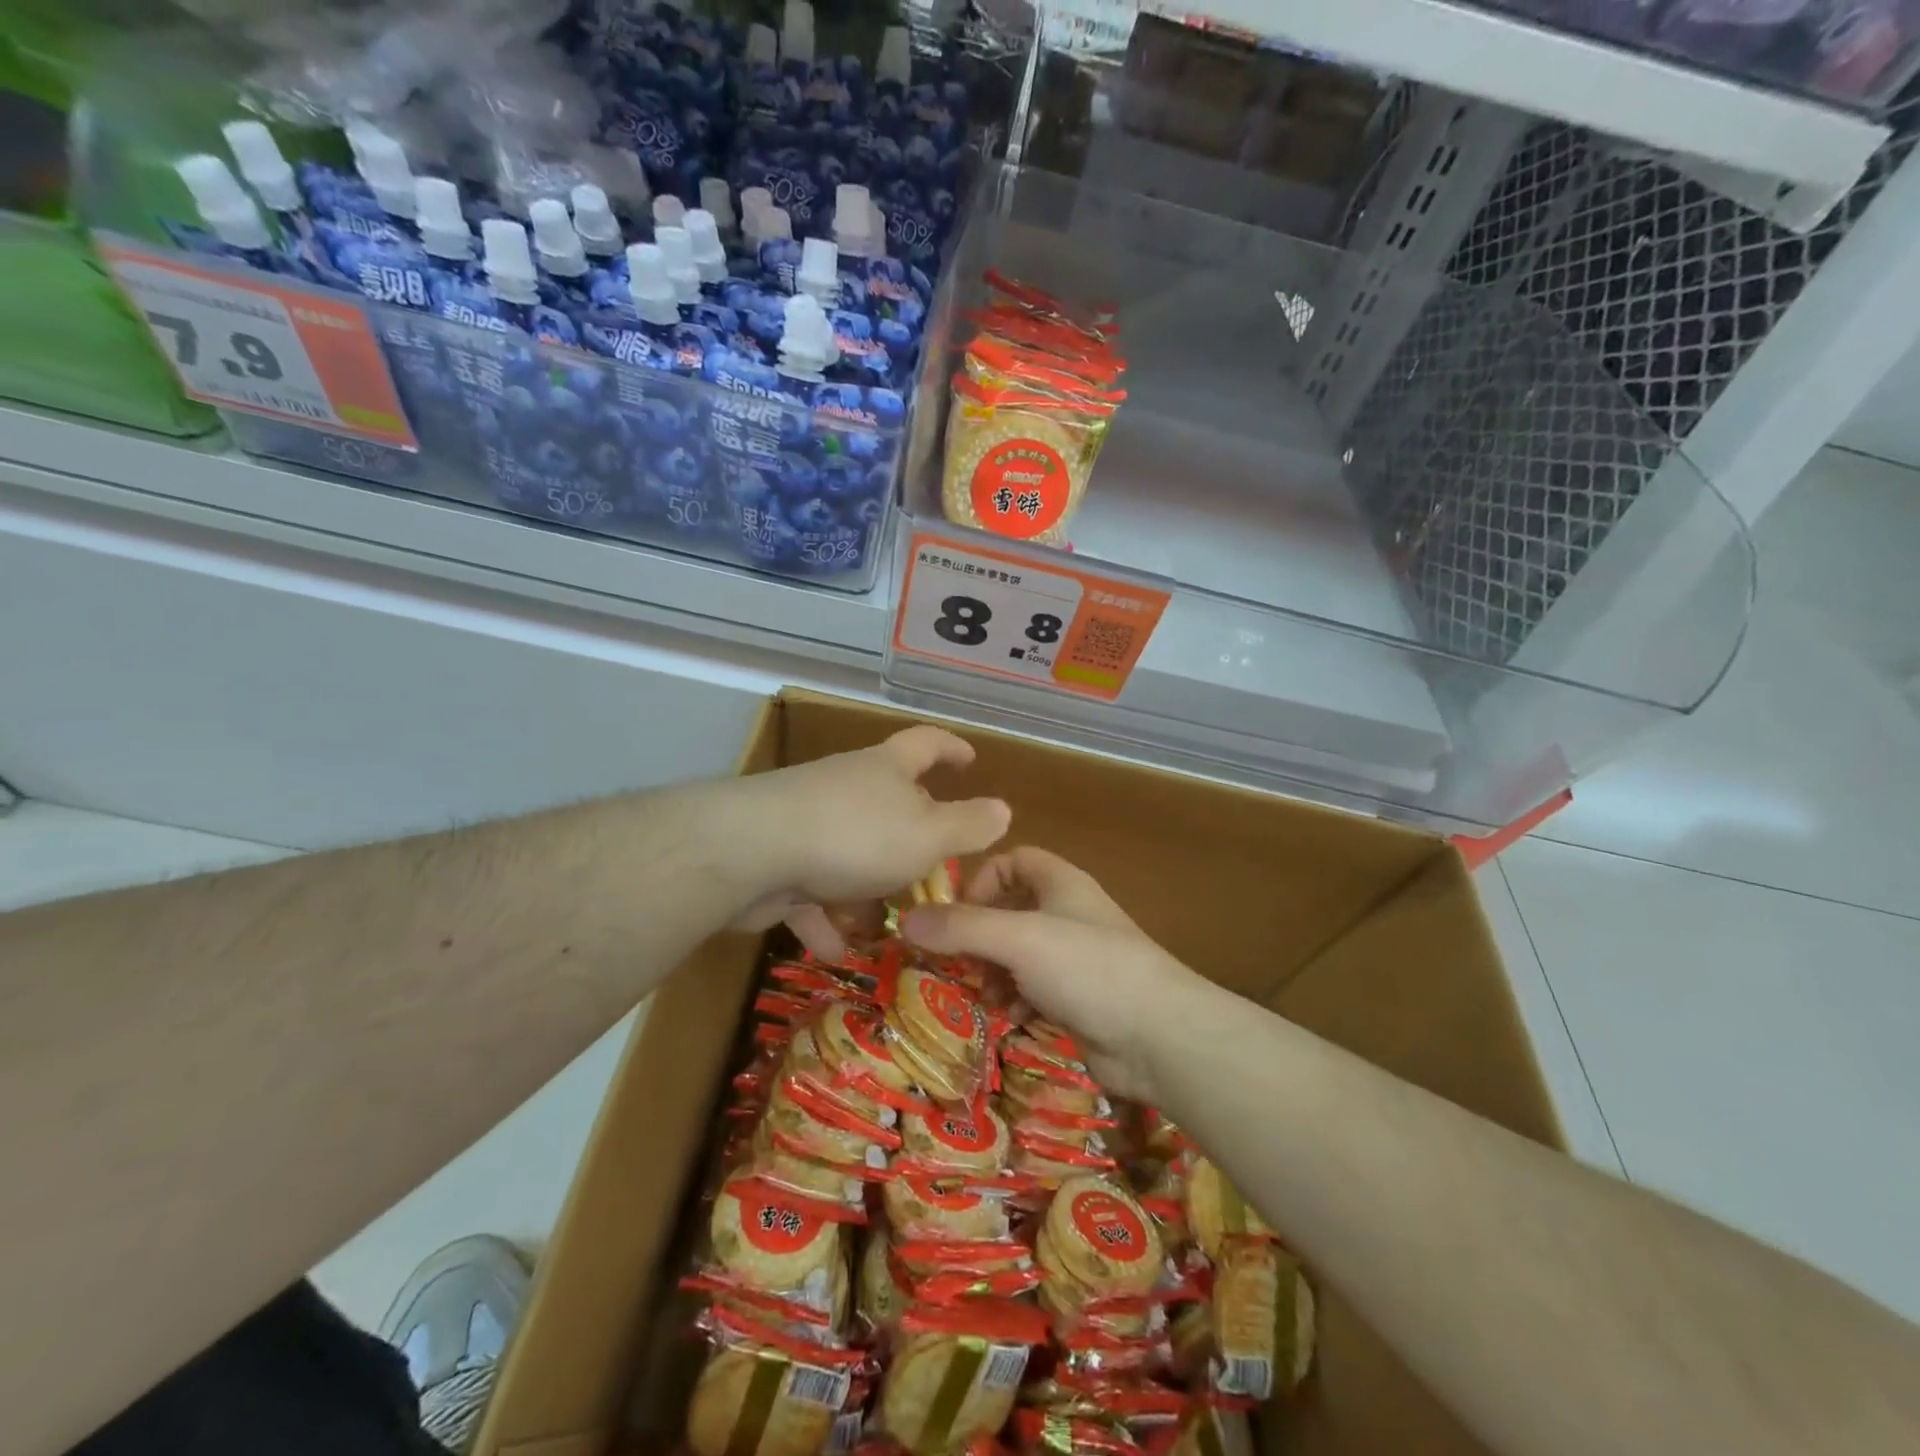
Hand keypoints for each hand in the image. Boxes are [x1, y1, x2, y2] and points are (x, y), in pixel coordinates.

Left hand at [729, 726, 1010, 958]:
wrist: (752, 852)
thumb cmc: (856, 835)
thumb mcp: (928, 834)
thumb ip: (968, 826)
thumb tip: (1003, 810)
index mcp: (886, 770)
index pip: (926, 743)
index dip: (952, 748)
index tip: (970, 759)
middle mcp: (847, 787)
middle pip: (886, 803)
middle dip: (910, 837)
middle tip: (932, 869)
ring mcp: (807, 821)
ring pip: (848, 852)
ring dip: (865, 888)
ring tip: (884, 926)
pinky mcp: (776, 858)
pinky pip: (809, 889)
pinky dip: (823, 916)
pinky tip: (833, 949)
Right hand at [900, 847, 1203, 1101]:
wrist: (1159, 1036)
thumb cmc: (1088, 968)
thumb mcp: (1018, 939)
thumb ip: (961, 927)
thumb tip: (905, 920)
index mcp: (1061, 884)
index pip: (1014, 860)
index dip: (982, 879)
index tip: (957, 913)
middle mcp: (1068, 914)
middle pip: (1010, 911)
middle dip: (979, 936)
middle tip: (956, 963)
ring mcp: (1075, 959)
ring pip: (1018, 954)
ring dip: (993, 972)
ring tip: (983, 994)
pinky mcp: (1079, 1000)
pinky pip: (1034, 989)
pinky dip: (1016, 999)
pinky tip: (1011, 1016)